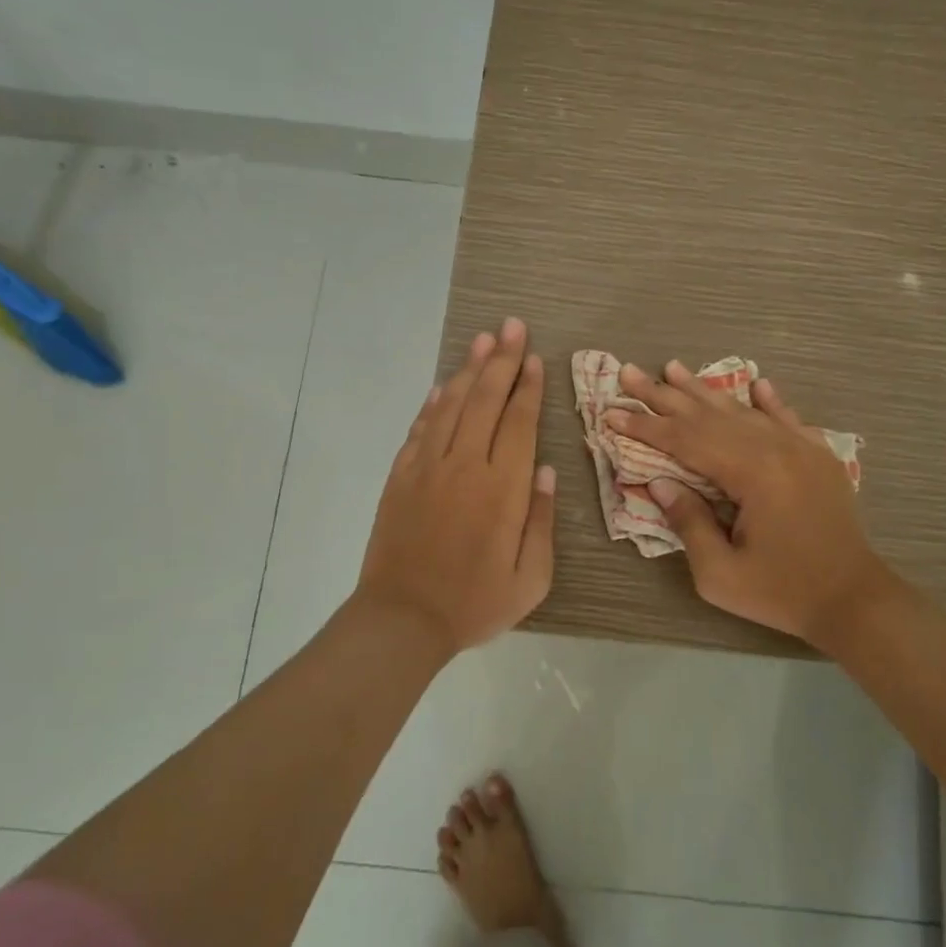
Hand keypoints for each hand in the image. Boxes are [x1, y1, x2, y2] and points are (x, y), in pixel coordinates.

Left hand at [356, 317, 556, 656]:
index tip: (533, 358)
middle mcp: (465, 466)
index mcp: (502, 488)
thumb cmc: (475, 603)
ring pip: (452, 405)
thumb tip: (544, 469)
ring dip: (469, 370)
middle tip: (512, 327)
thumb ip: (541, 519)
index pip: (518, 422)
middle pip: (486, 400)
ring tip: (483, 340)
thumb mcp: (531, 577)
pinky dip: (434, 403)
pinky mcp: (401, 476)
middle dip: (501, 360)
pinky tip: (445, 386)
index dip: (527, 386)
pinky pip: (421, 428)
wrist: (402, 619)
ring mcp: (428, 467)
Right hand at [606, 361, 896, 644]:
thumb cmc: (782, 592)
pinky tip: (756, 383)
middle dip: (664, 396)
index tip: (611, 412)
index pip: (685, 441)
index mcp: (751, 473)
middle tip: (628, 372)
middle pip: (708, 415)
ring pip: (742, 410)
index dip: (645, 427)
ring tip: (673, 367)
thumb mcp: (720, 573)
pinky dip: (769, 401)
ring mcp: (800, 448)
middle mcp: (775, 448)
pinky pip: (788, 418)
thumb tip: (658, 482)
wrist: (856, 599)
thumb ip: (688, 523)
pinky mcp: (818, 457)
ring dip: (705, 389)